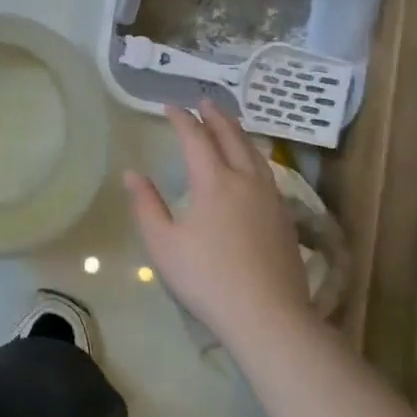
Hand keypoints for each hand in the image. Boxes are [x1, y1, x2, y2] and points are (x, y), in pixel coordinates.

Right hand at [124, 102, 311, 347]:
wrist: (268, 315)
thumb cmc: (207, 278)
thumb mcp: (163, 244)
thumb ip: (147, 205)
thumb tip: (132, 174)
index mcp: (213, 182)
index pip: (196, 139)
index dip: (181, 120)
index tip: (169, 107)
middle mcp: (245, 180)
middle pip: (231, 138)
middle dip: (216, 117)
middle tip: (204, 101)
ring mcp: (270, 198)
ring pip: (254, 153)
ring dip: (238, 133)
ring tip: (229, 125)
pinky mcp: (284, 217)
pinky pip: (267, 172)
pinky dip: (253, 156)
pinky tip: (252, 167)